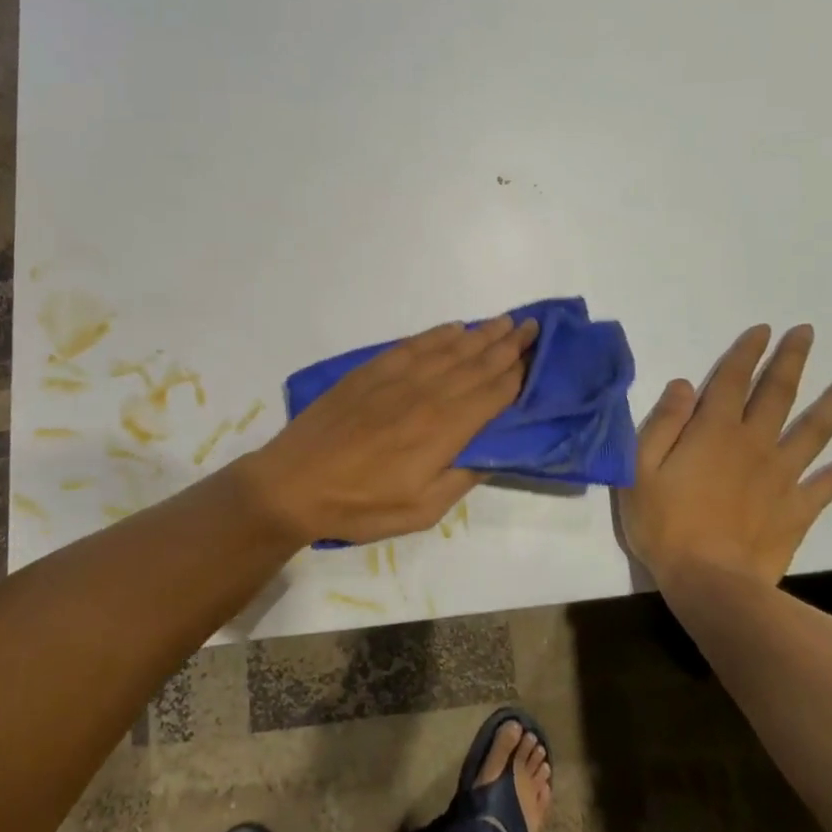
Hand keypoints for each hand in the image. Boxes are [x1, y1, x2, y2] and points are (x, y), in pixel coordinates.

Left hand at [238, 315, 537, 544]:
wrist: (294, 482)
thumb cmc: (360, 504)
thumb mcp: (421, 510)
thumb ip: (462, 477)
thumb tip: (493, 451)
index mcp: (443, 429)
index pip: (492, 394)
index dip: (517, 375)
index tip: (537, 358)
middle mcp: (427, 394)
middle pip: (476, 363)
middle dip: (508, 345)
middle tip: (532, 326)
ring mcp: (397, 377)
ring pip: (449, 349)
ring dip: (480, 334)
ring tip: (504, 321)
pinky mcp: (371, 370)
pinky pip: (413, 344)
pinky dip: (437, 334)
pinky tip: (453, 328)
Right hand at [619, 323, 831, 585]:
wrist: (711, 583)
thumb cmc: (665, 524)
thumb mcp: (641, 468)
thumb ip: (663, 423)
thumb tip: (684, 384)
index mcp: (713, 431)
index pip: (731, 380)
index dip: (747, 352)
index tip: (763, 329)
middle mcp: (754, 443)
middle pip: (777, 394)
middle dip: (791, 360)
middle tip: (808, 333)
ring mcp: (782, 475)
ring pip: (815, 430)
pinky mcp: (799, 508)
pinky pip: (831, 482)